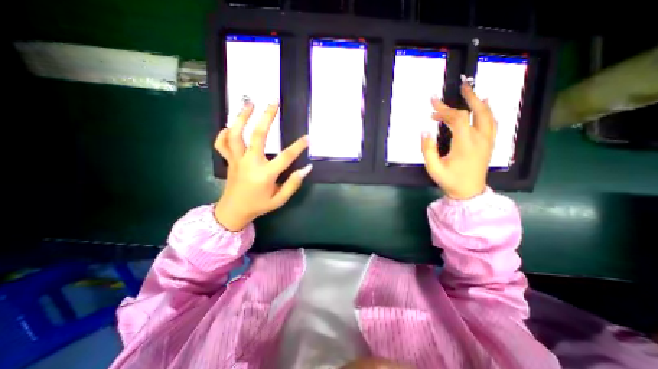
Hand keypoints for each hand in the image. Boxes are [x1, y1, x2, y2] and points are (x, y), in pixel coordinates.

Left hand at [214, 100, 311, 229]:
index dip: (298, 146)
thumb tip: (307, 168)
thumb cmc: (259, 205)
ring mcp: (237, 160)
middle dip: (267, 117)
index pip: (285, 157)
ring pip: (236, 134)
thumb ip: (293, 184)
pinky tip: (230, 126)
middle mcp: (250, 163)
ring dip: (242, 117)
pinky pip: (222, 144)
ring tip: (249, 103)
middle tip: (273, 101)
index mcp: (265, 174)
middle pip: (258, 135)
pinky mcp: (229, 160)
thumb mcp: (280, 199)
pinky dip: (224, 133)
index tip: (307, 138)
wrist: (233, 212)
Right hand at [421, 81, 498, 199]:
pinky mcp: (489, 144)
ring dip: (479, 101)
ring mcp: (488, 141)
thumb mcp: (433, 167)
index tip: (432, 105)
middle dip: (467, 97)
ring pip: (488, 115)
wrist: (469, 192)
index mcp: (465, 144)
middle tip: (461, 85)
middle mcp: (480, 139)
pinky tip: (484, 106)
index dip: (444, 110)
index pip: (458, 118)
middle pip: (477, 111)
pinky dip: (488, 111)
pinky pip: (492, 122)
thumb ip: (427, 149)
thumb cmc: (450, 180)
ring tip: (471, 92)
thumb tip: (425, 131)